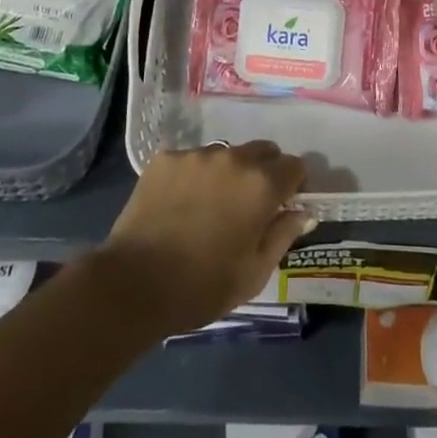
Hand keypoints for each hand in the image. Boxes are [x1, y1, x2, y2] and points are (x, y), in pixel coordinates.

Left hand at [97, 142, 311, 335]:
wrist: (134, 284)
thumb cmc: (203, 286)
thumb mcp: (254, 273)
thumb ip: (283, 235)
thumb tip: (302, 211)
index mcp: (261, 184)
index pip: (294, 165)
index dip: (294, 184)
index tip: (284, 205)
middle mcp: (233, 157)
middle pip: (262, 151)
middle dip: (264, 172)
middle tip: (249, 205)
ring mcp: (197, 154)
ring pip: (226, 154)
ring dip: (228, 173)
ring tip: (210, 206)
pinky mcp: (166, 158)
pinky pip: (192, 160)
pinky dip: (195, 177)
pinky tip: (180, 204)